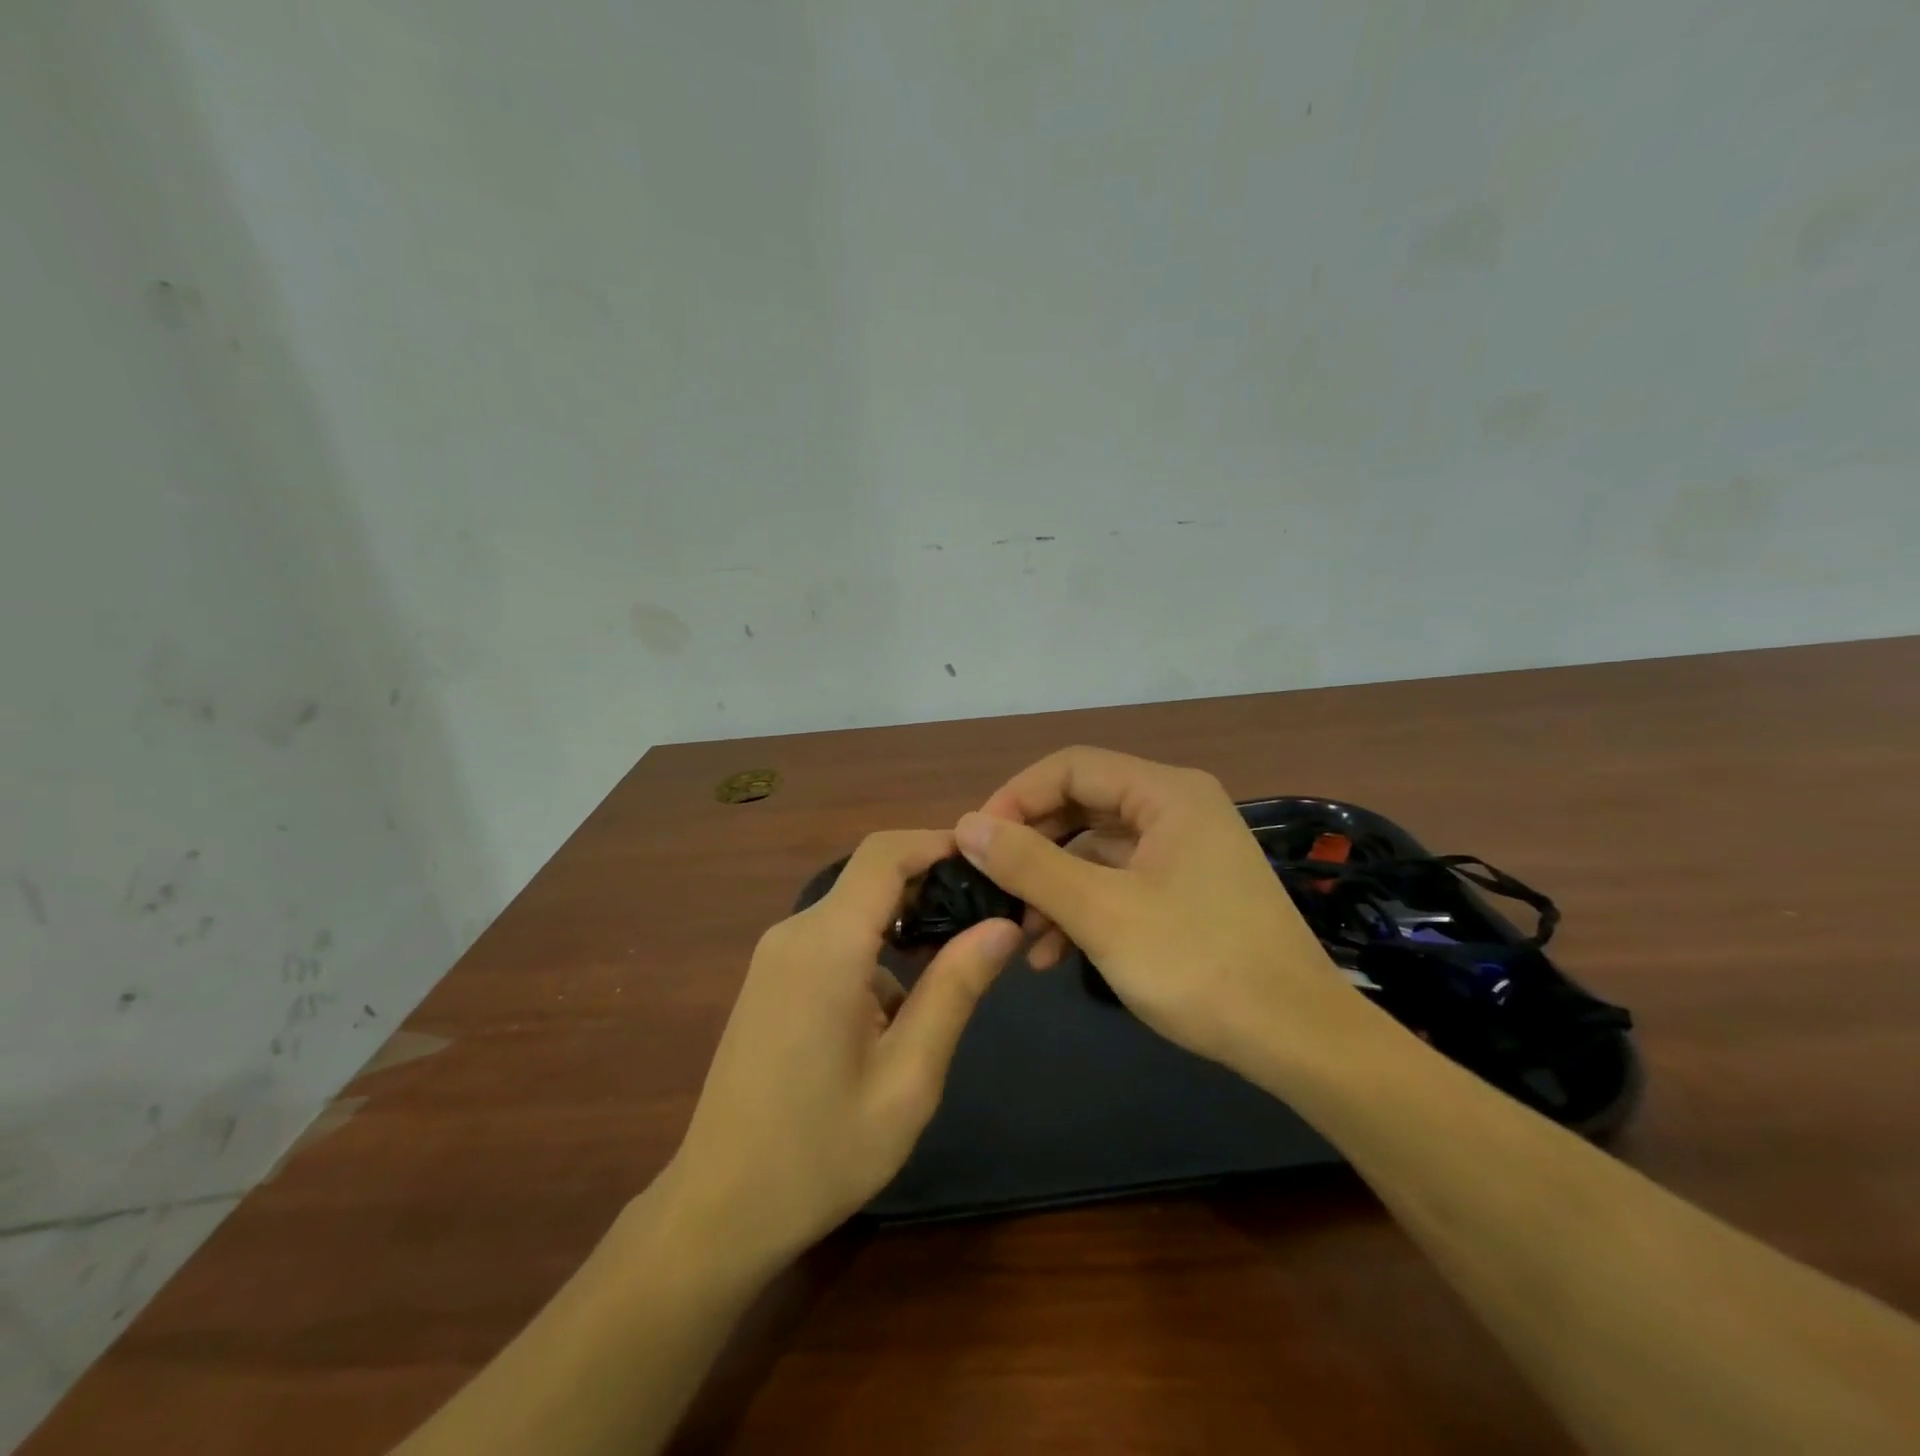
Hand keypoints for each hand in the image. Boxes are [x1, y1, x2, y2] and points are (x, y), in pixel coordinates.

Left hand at [662, 830, 1020, 1270]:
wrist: (717, 1210)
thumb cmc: (820, 1153)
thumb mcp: (908, 1078)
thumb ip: (955, 990)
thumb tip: (1003, 924)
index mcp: (827, 946)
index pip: (885, 854)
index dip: (938, 841)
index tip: (991, 860)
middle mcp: (795, 933)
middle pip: (871, 877)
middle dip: (932, 885)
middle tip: (990, 917)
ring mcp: (776, 955)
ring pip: (855, 909)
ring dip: (906, 924)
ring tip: (956, 967)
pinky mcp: (770, 979)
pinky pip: (834, 939)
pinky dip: (876, 950)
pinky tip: (899, 1010)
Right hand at [955, 747, 1347, 1073]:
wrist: (1298, 1040)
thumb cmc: (1198, 964)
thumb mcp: (1101, 912)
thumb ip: (1029, 864)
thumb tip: (967, 825)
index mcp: (1166, 793)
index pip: (1070, 768)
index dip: (1015, 798)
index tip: (975, 842)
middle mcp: (1177, 808)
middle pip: (1081, 806)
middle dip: (1031, 847)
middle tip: (989, 886)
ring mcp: (1184, 851)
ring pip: (1096, 849)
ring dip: (1052, 886)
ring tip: (1018, 934)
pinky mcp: (1186, 890)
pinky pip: (1119, 881)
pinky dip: (1082, 907)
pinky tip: (1053, 954)